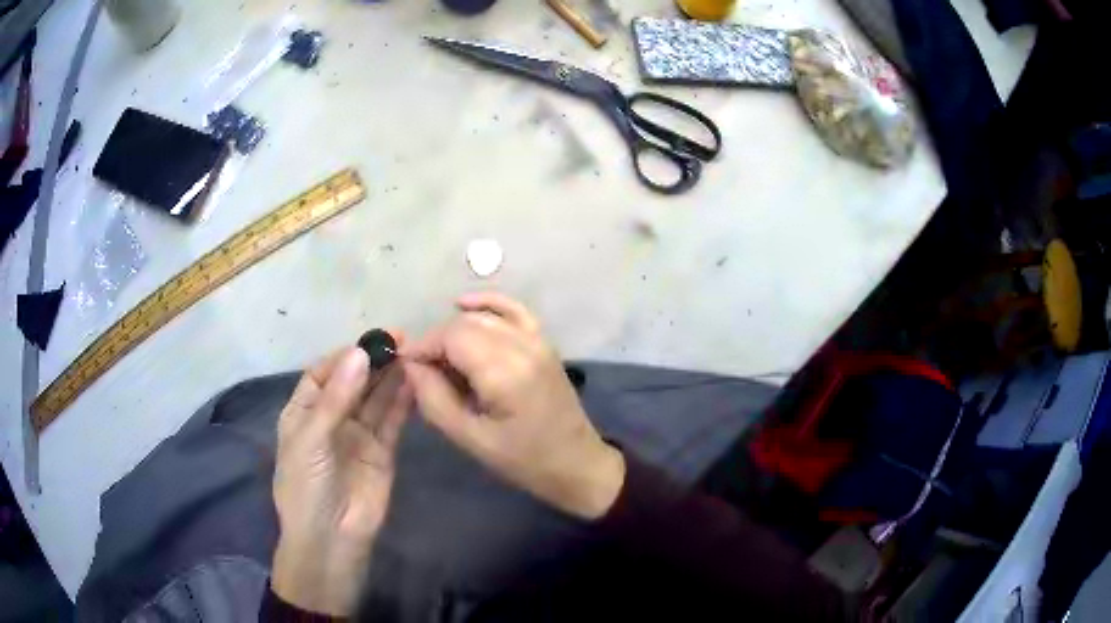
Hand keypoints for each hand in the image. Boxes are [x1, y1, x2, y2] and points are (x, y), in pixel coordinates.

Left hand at [271, 345, 412, 615]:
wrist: (331, 539)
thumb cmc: (306, 486)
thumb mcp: (311, 439)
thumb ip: (337, 398)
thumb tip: (359, 353)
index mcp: (303, 412)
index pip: (322, 374)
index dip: (344, 356)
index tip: (369, 340)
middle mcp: (331, 419)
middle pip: (353, 382)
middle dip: (372, 361)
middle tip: (400, 339)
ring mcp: (358, 435)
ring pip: (375, 399)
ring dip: (390, 377)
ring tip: (411, 354)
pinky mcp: (382, 452)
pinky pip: (392, 421)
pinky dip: (402, 402)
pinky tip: (414, 382)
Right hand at [401, 293, 624, 519]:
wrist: (576, 463)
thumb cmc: (523, 460)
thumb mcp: (470, 438)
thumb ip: (434, 399)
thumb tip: (410, 365)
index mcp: (505, 372)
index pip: (451, 336)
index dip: (423, 347)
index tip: (406, 367)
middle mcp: (523, 345)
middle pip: (465, 324)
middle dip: (437, 341)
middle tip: (424, 371)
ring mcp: (537, 340)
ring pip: (484, 317)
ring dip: (455, 330)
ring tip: (442, 359)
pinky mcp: (544, 342)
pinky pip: (513, 309)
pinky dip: (487, 303)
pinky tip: (462, 304)